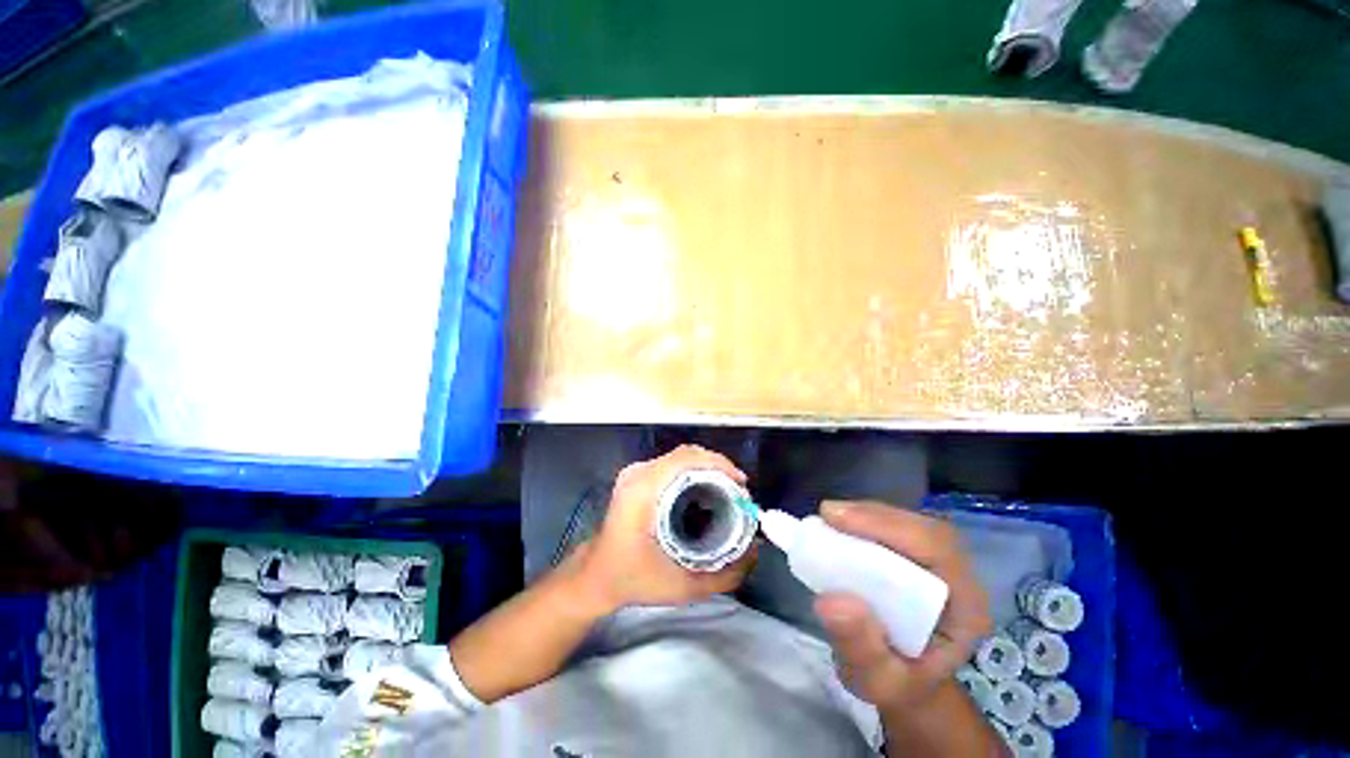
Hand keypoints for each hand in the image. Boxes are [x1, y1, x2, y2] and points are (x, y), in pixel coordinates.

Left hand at [578, 445, 756, 609]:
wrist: (596, 576)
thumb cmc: (634, 580)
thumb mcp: (683, 586)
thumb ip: (725, 574)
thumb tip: (755, 551)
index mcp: (644, 490)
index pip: (687, 459)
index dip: (719, 464)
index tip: (741, 485)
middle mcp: (639, 473)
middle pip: (686, 454)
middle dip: (718, 467)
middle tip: (739, 492)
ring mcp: (636, 472)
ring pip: (681, 457)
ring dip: (708, 468)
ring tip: (728, 491)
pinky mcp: (637, 477)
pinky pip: (672, 465)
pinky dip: (694, 472)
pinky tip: (707, 491)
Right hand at [814, 501, 989, 710]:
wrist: (905, 679)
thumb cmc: (897, 682)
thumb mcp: (877, 681)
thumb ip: (860, 648)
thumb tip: (830, 601)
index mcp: (965, 608)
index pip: (937, 549)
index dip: (889, 526)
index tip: (838, 520)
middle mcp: (957, 577)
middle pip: (922, 527)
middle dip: (873, 517)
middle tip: (827, 515)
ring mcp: (936, 561)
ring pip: (907, 522)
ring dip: (865, 516)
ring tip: (828, 519)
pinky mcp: (914, 554)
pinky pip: (893, 526)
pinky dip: (862, 521)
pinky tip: (838, 527)